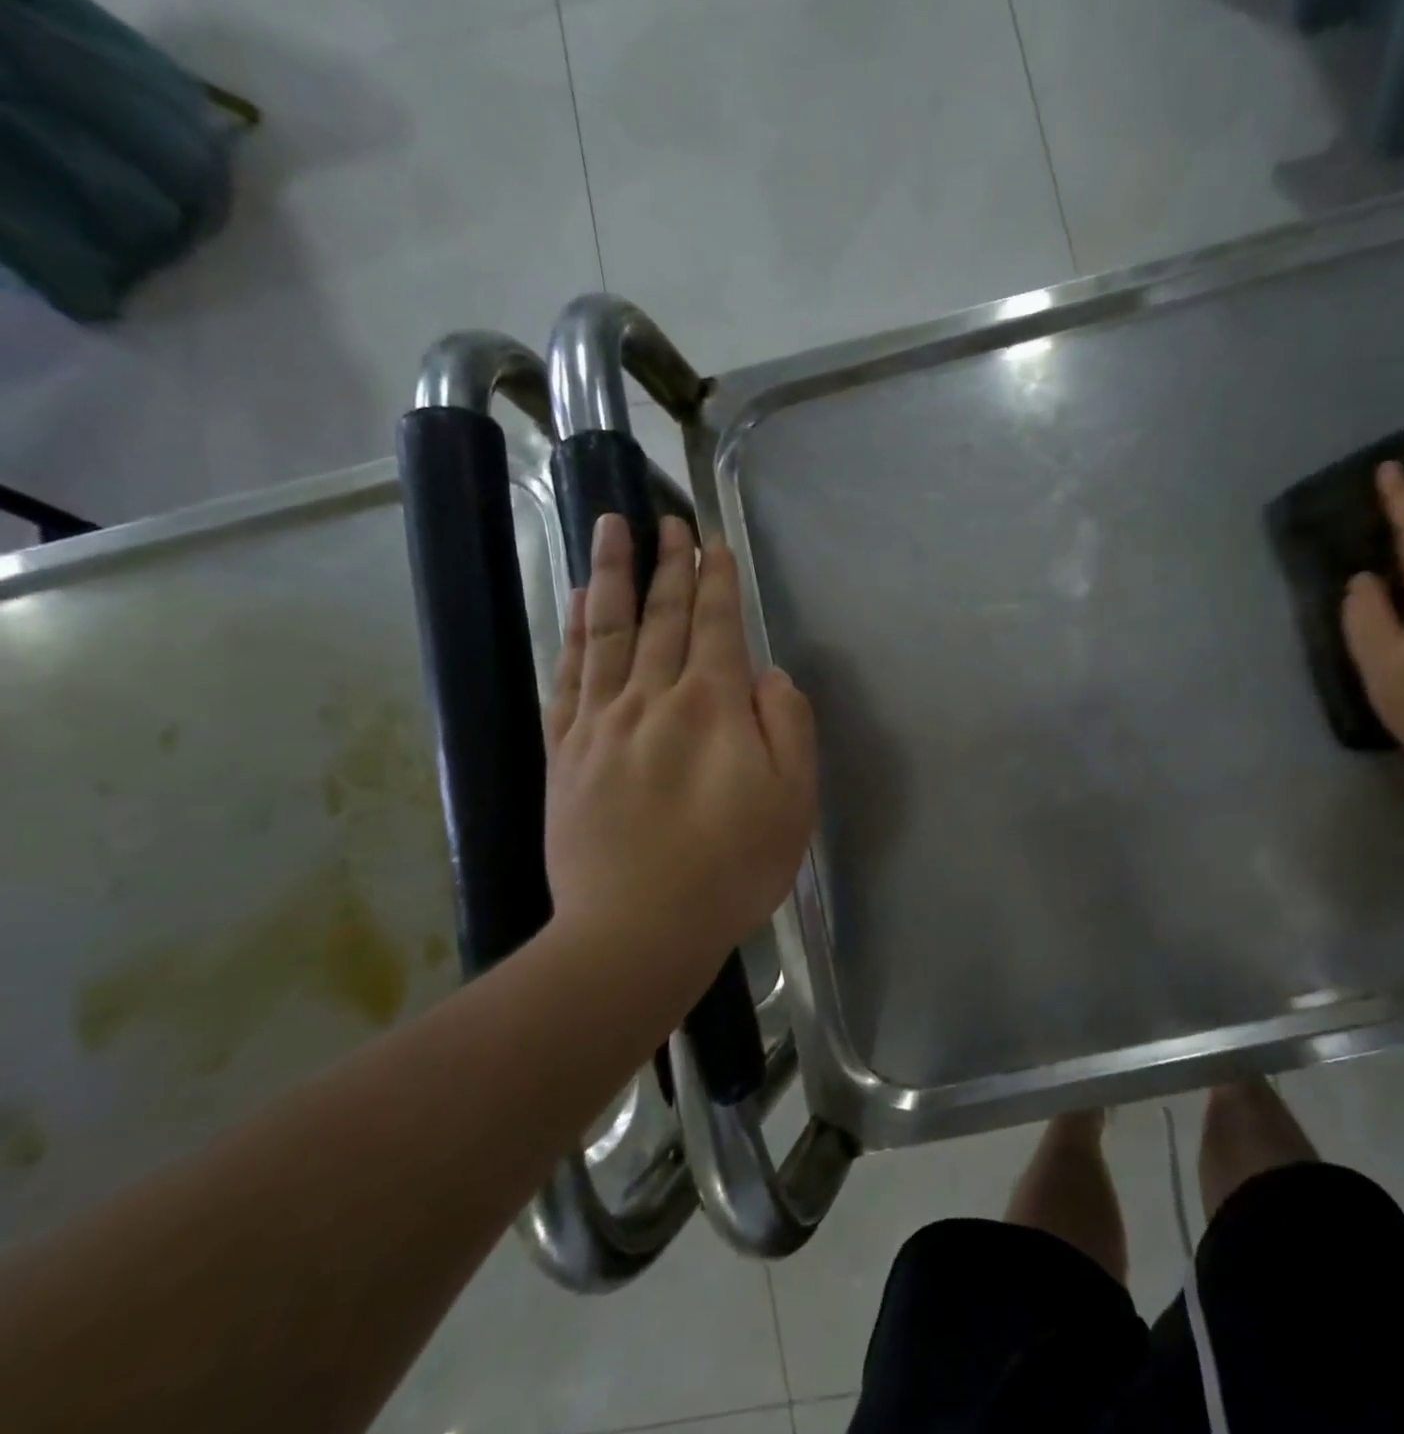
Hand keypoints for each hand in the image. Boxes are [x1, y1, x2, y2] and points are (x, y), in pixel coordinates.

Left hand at [544, 514, 816, 971]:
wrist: (638, 930)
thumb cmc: (733, 866)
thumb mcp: (793, 799)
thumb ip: (788, 724)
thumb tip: (767, 675)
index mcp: (713, 707)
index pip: (715, 625)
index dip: (717, 580)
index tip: (714, 541)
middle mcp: (652, 698)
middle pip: (661, 616)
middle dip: (668, 563)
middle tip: (667, 519)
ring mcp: (601, 723)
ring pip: (607, 631)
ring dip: (612, 575)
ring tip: (612, 529)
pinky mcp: (565, 752)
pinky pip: (568, 675)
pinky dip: (573, 631)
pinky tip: (577, 602)